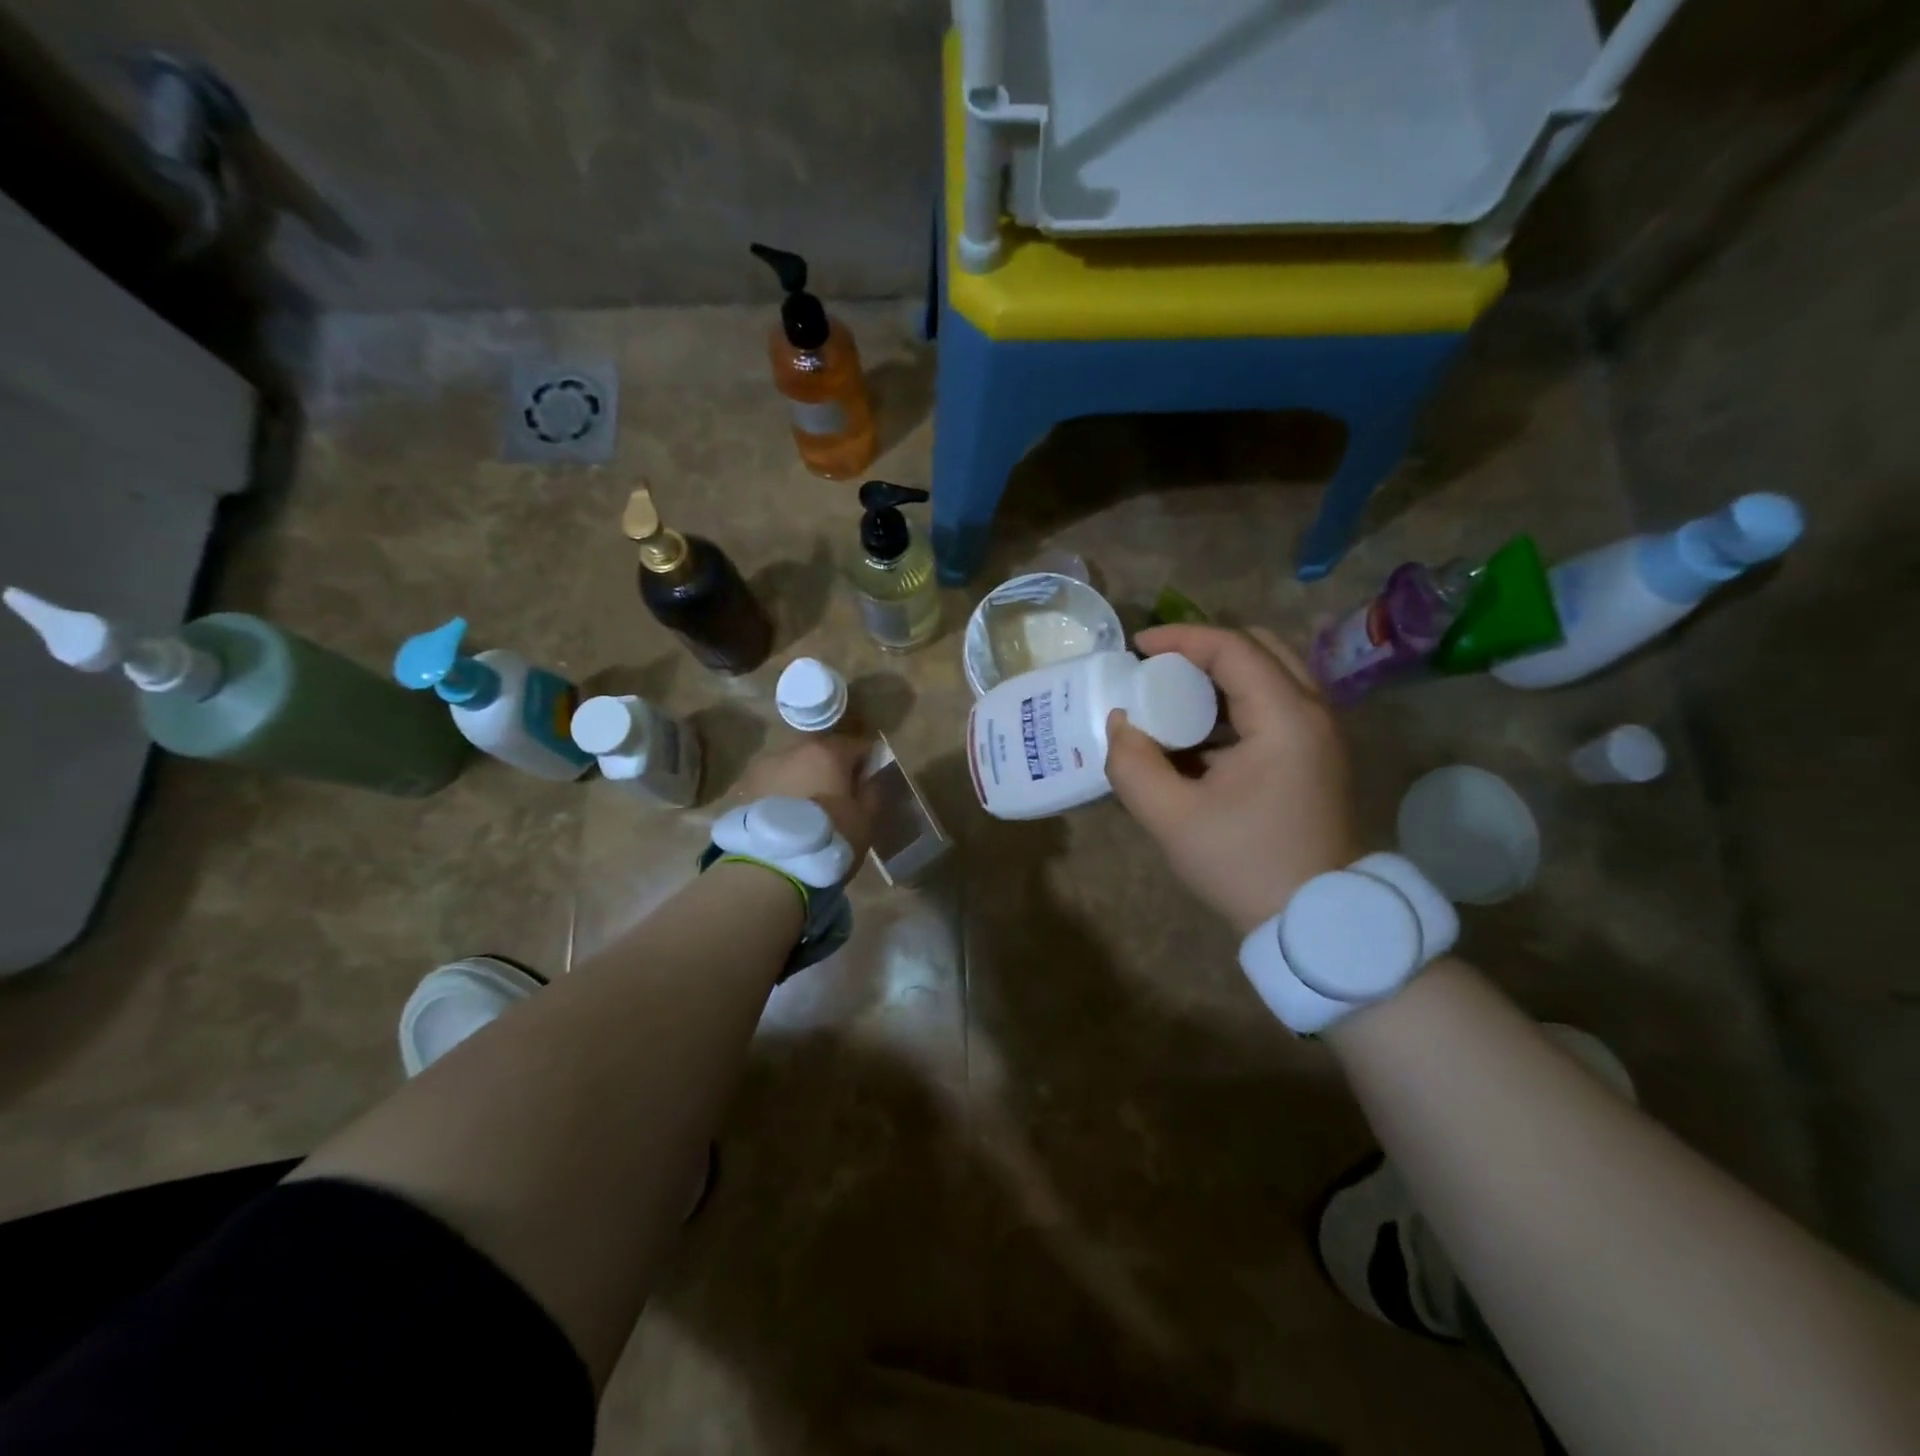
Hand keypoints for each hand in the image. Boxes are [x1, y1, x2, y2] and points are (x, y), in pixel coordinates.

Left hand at [735, 734, 875, 863]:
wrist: (770, 867)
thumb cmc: (828, 839)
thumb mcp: (865, 820)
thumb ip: (872, 792)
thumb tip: (871, 777)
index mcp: (828, 752)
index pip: (858, 745)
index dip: (867, 762)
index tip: (868, 782)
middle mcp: (794, 750)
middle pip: (821, 752)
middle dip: (831, 768)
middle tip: (837, 797)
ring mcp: (764, 767)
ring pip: (793, 766)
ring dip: (803, 779)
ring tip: (806, 810)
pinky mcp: (743, 788)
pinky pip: (772, 785)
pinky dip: (781, 794)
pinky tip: (784, 818)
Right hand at [1105, 625, 1358, 936]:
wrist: (1315, 921)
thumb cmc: (1244, 865)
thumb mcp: (1172, 818)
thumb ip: (1132, 765)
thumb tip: (1119, 724)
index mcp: (1285, 718)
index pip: (1232, 648)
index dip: (1180, 638)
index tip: (1136, 647)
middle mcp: (1313, 712)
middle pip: (1260, 648)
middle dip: (1204, 649)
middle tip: (1159, 670)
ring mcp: (1321, 734)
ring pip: (1272, 674)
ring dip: (1221, 676)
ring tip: (1174, 698)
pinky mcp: (1317, 755)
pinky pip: (1277, 704)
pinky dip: (1237, 702)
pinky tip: (1201, 734)